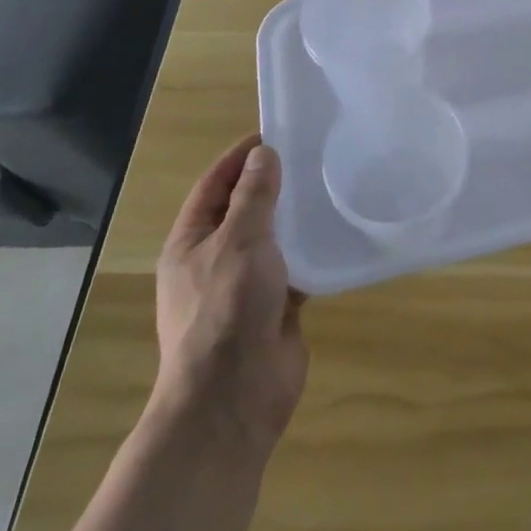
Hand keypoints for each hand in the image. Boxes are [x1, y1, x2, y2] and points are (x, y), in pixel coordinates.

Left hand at [155, 134, 307, 454]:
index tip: (274, 132)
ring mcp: (245, 286)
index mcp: (191, 243)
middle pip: (245, 210)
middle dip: (273, 183)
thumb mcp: (238, 242)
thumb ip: (253, 197)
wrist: (234, 398)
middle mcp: (215, 260)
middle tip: (313, 155)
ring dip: (296, 217)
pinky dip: (313, 250)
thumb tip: (262, 155)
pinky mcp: (275, 306)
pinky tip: (339, 232)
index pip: (213, 185)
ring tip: (331, 185)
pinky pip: (296, 267)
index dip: (239, 157)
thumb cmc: (225, 310)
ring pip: (273, 239)